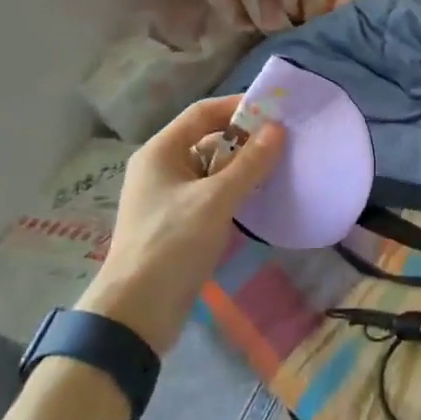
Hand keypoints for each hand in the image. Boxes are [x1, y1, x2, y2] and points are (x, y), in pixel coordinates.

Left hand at [78, 96, 283, 353]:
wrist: (137, 312)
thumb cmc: (172, 244)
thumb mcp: (215, 200)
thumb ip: (249, 163)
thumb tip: (278, 128)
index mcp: (160, 151)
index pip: (203, 113)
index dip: (238, 107)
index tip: (275, 110)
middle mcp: (161, 167)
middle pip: (207, 139)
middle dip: (244, 139)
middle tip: (283, 142)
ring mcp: (167, 196)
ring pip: (210, 168)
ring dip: (241, 167)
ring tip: (279, 168)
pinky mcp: (177, 222)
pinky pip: (209, 194)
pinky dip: (232, 191)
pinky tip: (258, 198)